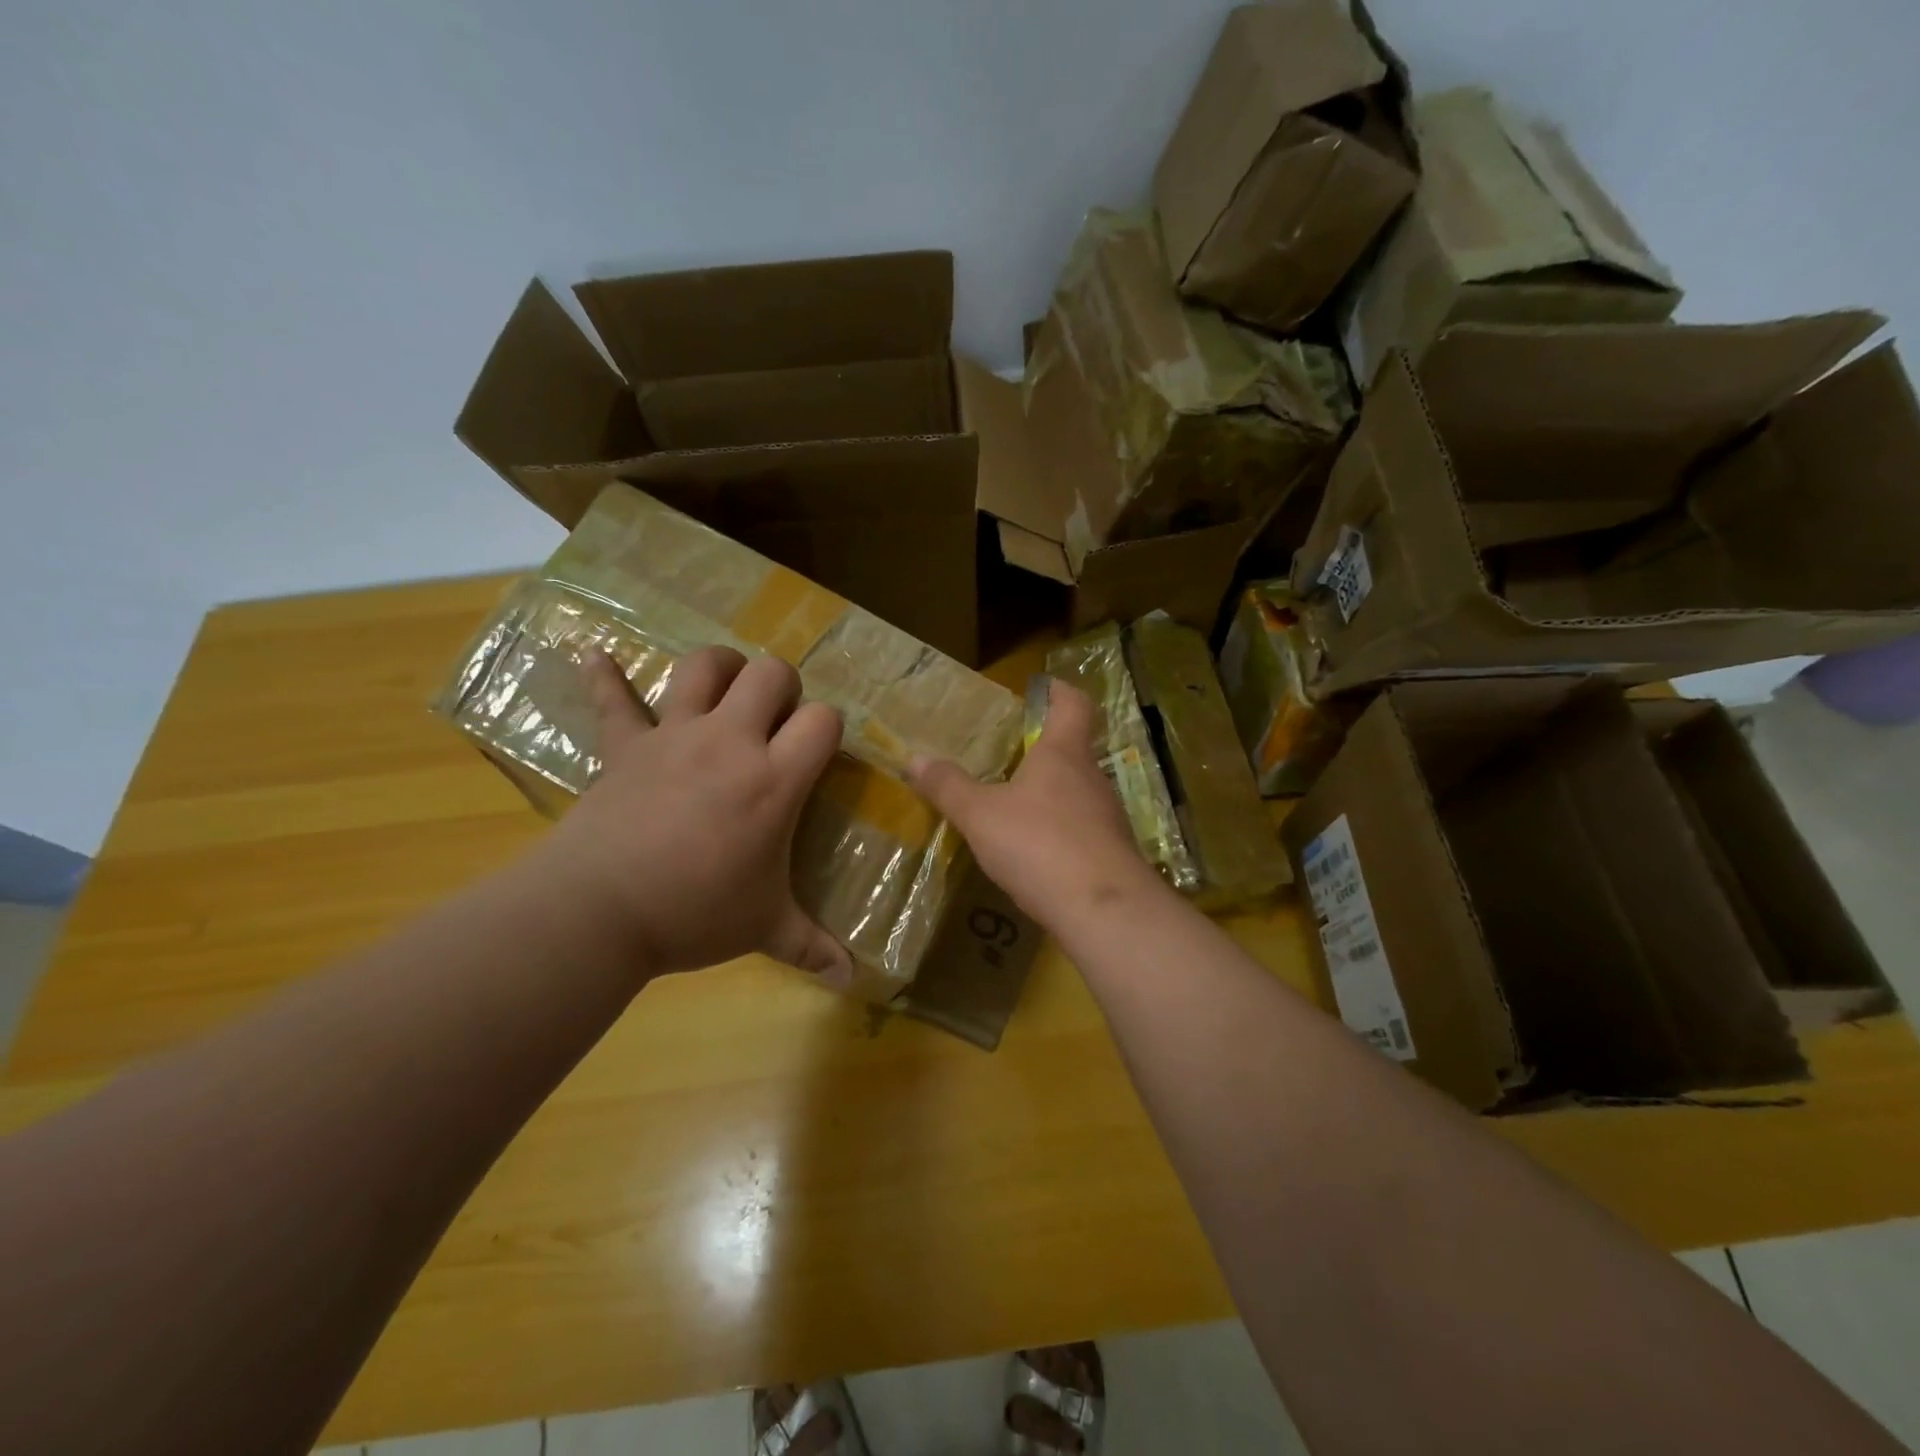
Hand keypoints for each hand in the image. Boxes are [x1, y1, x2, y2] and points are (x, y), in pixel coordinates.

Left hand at [531, 647, 853, 984]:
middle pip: (770, 673)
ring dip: (719, 667)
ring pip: (703, 667)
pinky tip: (593, 654)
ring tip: (725, 685)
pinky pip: (612, 698)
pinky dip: (603, 674)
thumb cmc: (695, 914)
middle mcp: (730, 742)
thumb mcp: (764, 929)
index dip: (828, 726)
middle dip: (782, 686)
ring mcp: (673, 736)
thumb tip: (852, 979)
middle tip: (776, 719)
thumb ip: (812, 947)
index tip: (819, 750)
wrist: (599, 912)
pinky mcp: (624, 745)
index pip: (823, 719)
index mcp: (773, 779)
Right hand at [907, 678, 1164, 930]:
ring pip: (1078, 792)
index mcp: (1063, 754)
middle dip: (1044, 749)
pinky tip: (1036, 852)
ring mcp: (1107, 816)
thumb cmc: (1039, 844)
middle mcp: (1091, 777)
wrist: (1102, 909)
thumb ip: (949, 787)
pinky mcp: (1112, 852)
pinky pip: (1083, 829)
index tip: (1040, 689)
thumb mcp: (981, 815)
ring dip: (1051, 793)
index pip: (1073, 704)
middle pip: (1073, 750)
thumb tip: (914, 758)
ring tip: (1016, 806)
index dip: (1059, 691)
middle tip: (1009, 756)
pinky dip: (1060, 830)